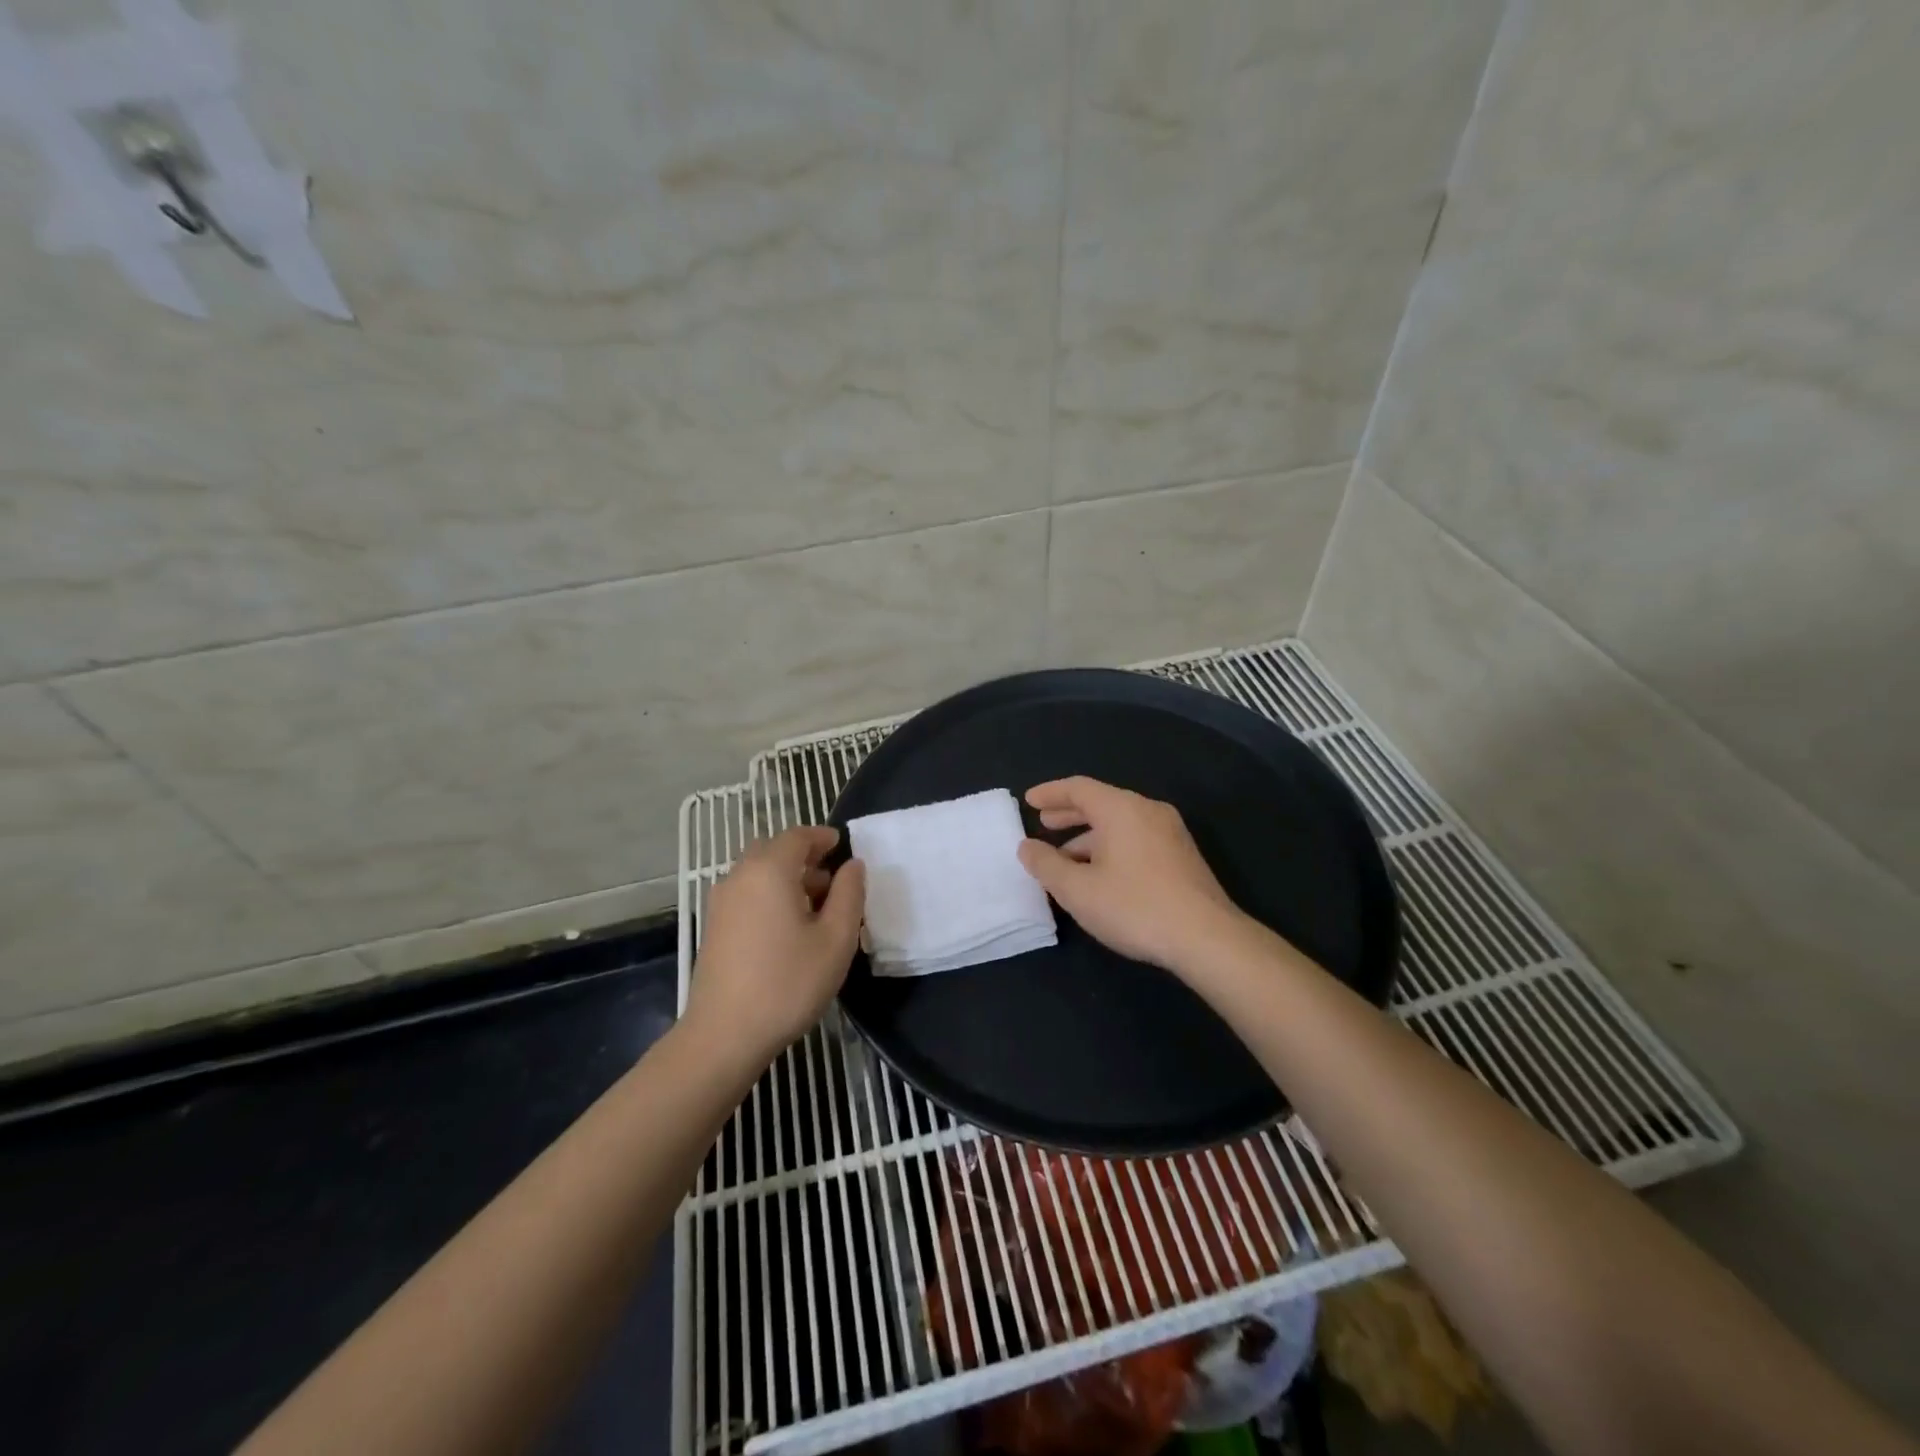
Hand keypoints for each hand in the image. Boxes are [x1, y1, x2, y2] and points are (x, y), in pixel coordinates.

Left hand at [685, 827, 866, 1064]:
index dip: (822, 837)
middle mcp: (740, 876)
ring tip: (816, 907)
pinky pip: (747, 893)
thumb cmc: (788, 983)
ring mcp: (721, 902)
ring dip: (787, 877)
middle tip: (833, 878)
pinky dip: (769, 894)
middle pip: (774, 850)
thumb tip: (853, 865)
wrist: (724, 1035)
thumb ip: (849, 894)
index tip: (842, 846)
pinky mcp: (713, 926)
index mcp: (769, 870)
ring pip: (758, 872)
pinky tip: (789, 928)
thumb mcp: (835, 939)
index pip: (797, 836)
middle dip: (804, 857)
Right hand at [1016, 777, 1244, 973]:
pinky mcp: (1181, 855)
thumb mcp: (1078, 890)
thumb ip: (1046, 865)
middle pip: (1101, 802)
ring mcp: (1170, 832)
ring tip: (1065, 858)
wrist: (1207, 938)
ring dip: (1089, 836)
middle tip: (1044, 823)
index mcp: (1121, 809)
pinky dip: (1111, 847)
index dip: (1050, 793)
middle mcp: (1147, 811)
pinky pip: (1136, 838)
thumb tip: (1027, 847)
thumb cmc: (1135, 907)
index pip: (1079, 788)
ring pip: (1120, 824)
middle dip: (1069, 813)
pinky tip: (1100, 874)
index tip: (1029, 800)